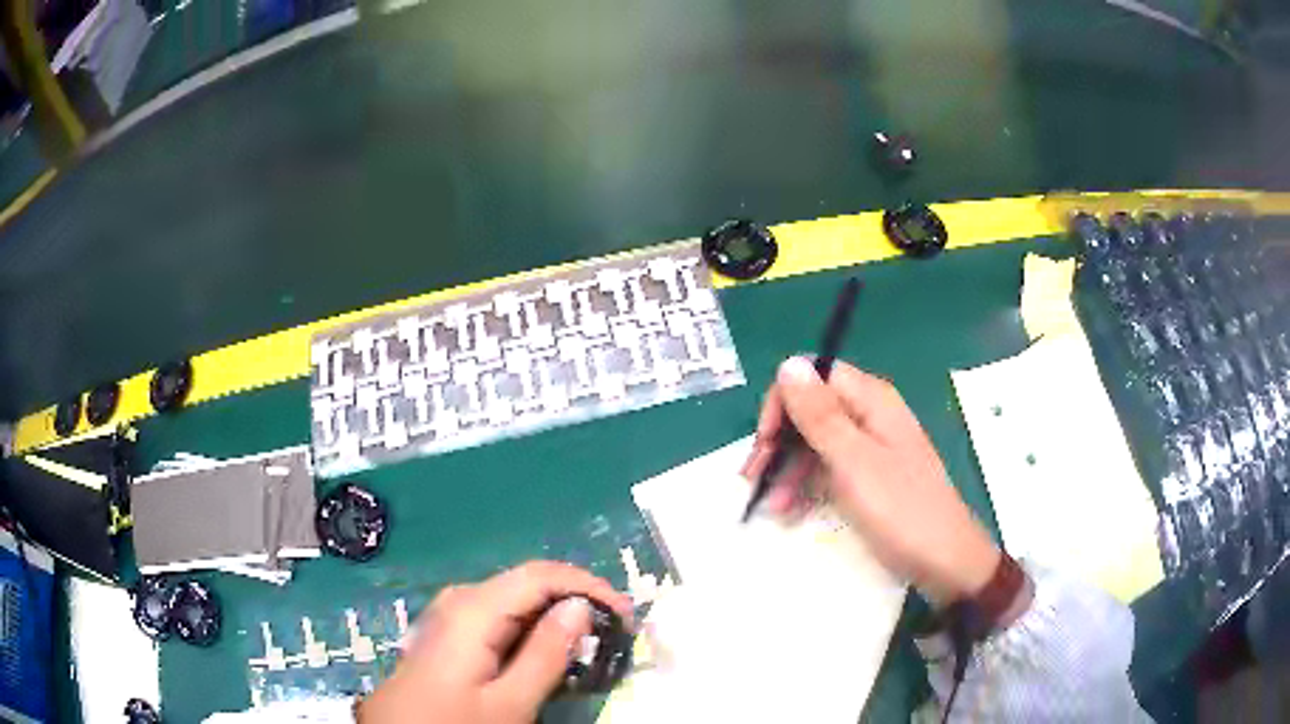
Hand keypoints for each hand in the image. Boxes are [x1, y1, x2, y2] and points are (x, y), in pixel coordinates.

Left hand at [359, 561, 632, 723]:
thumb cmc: (454, 723)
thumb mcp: (509, 703)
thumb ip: (545, 654)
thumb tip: (580, 608)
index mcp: (473, 608)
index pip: (540, 573)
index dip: (588, 585)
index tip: (624, 615)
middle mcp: (460, 599)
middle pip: (528, 584)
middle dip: (575, 602)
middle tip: (612, 635)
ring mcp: (451, 614)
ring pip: (515, 602)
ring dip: (555, 618)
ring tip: (588, 646)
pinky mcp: (449, 631)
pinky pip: (499, 619)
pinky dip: (530, 631)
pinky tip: (545, 655)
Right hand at [741, 356, 1000, 605]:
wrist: (944, 561)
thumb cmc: (899, 510)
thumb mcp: (853, 462)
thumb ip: (819, 415)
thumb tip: (789, 364)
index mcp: (872, 400)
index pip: (814, 377)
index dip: (783, 403)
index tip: (764, 443)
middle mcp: (872, 415)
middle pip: (813, 410)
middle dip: (781, 442)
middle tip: (754, 479)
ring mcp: (873, 448)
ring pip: (818, 442)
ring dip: (789, 469)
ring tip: (773, 507)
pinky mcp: (872, 477)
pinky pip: (831, 468)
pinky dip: (808, 485)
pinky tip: (793, 510)